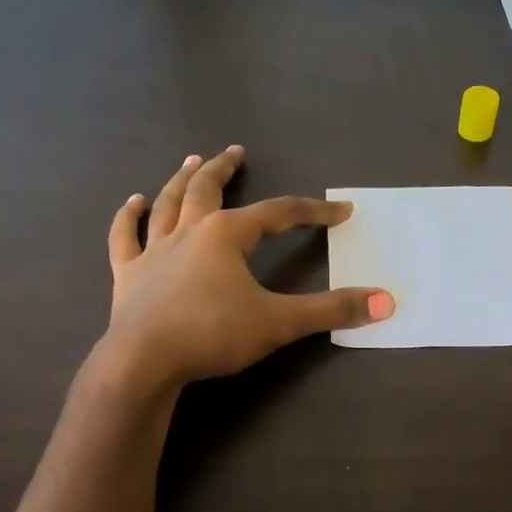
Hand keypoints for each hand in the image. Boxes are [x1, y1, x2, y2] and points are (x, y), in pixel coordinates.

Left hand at [99, 145, 392, 387]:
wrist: (144, 359)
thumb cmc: (213, 334)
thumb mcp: (279, 323)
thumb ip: (331, 311)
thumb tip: (385, 302)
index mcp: (227, 235)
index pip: (278, 214)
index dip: (313, 212)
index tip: (340, 212)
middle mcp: (189, 231)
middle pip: (208, 189)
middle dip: (225, 169)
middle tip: (235, 151)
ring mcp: (154, 250)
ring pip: (168, 203)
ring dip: (180, 180)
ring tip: (191, 162)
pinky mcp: (128, 274)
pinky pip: (126, 237)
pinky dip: (129, 217)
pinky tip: (133, 202)